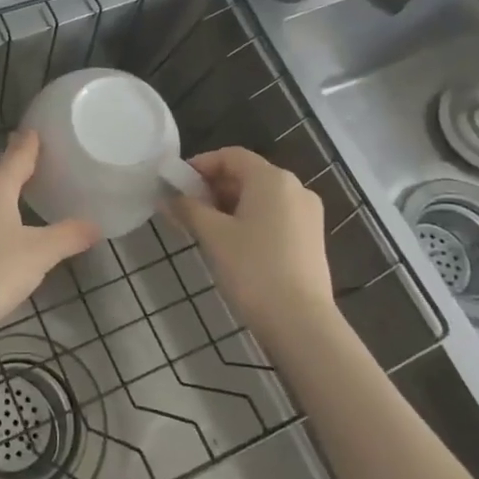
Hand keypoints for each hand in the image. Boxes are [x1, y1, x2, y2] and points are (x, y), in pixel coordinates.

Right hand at [172, 146, 335, 337]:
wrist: (300, 322)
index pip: (231, 156)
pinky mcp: (311, 238)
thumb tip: (167, 196)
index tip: (176, 184)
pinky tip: (231, 243)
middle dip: (213, 187)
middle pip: (247, 174)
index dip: (200, 165)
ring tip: (203, 227)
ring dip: (229, 205)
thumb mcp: (213, 235)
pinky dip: (249, 219)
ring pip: (260, 197)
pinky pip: (274, 215)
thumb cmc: (253, 269)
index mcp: (272, 179)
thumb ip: (187, 209)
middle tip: (185, 208)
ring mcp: (308, 214)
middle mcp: (295, 188)